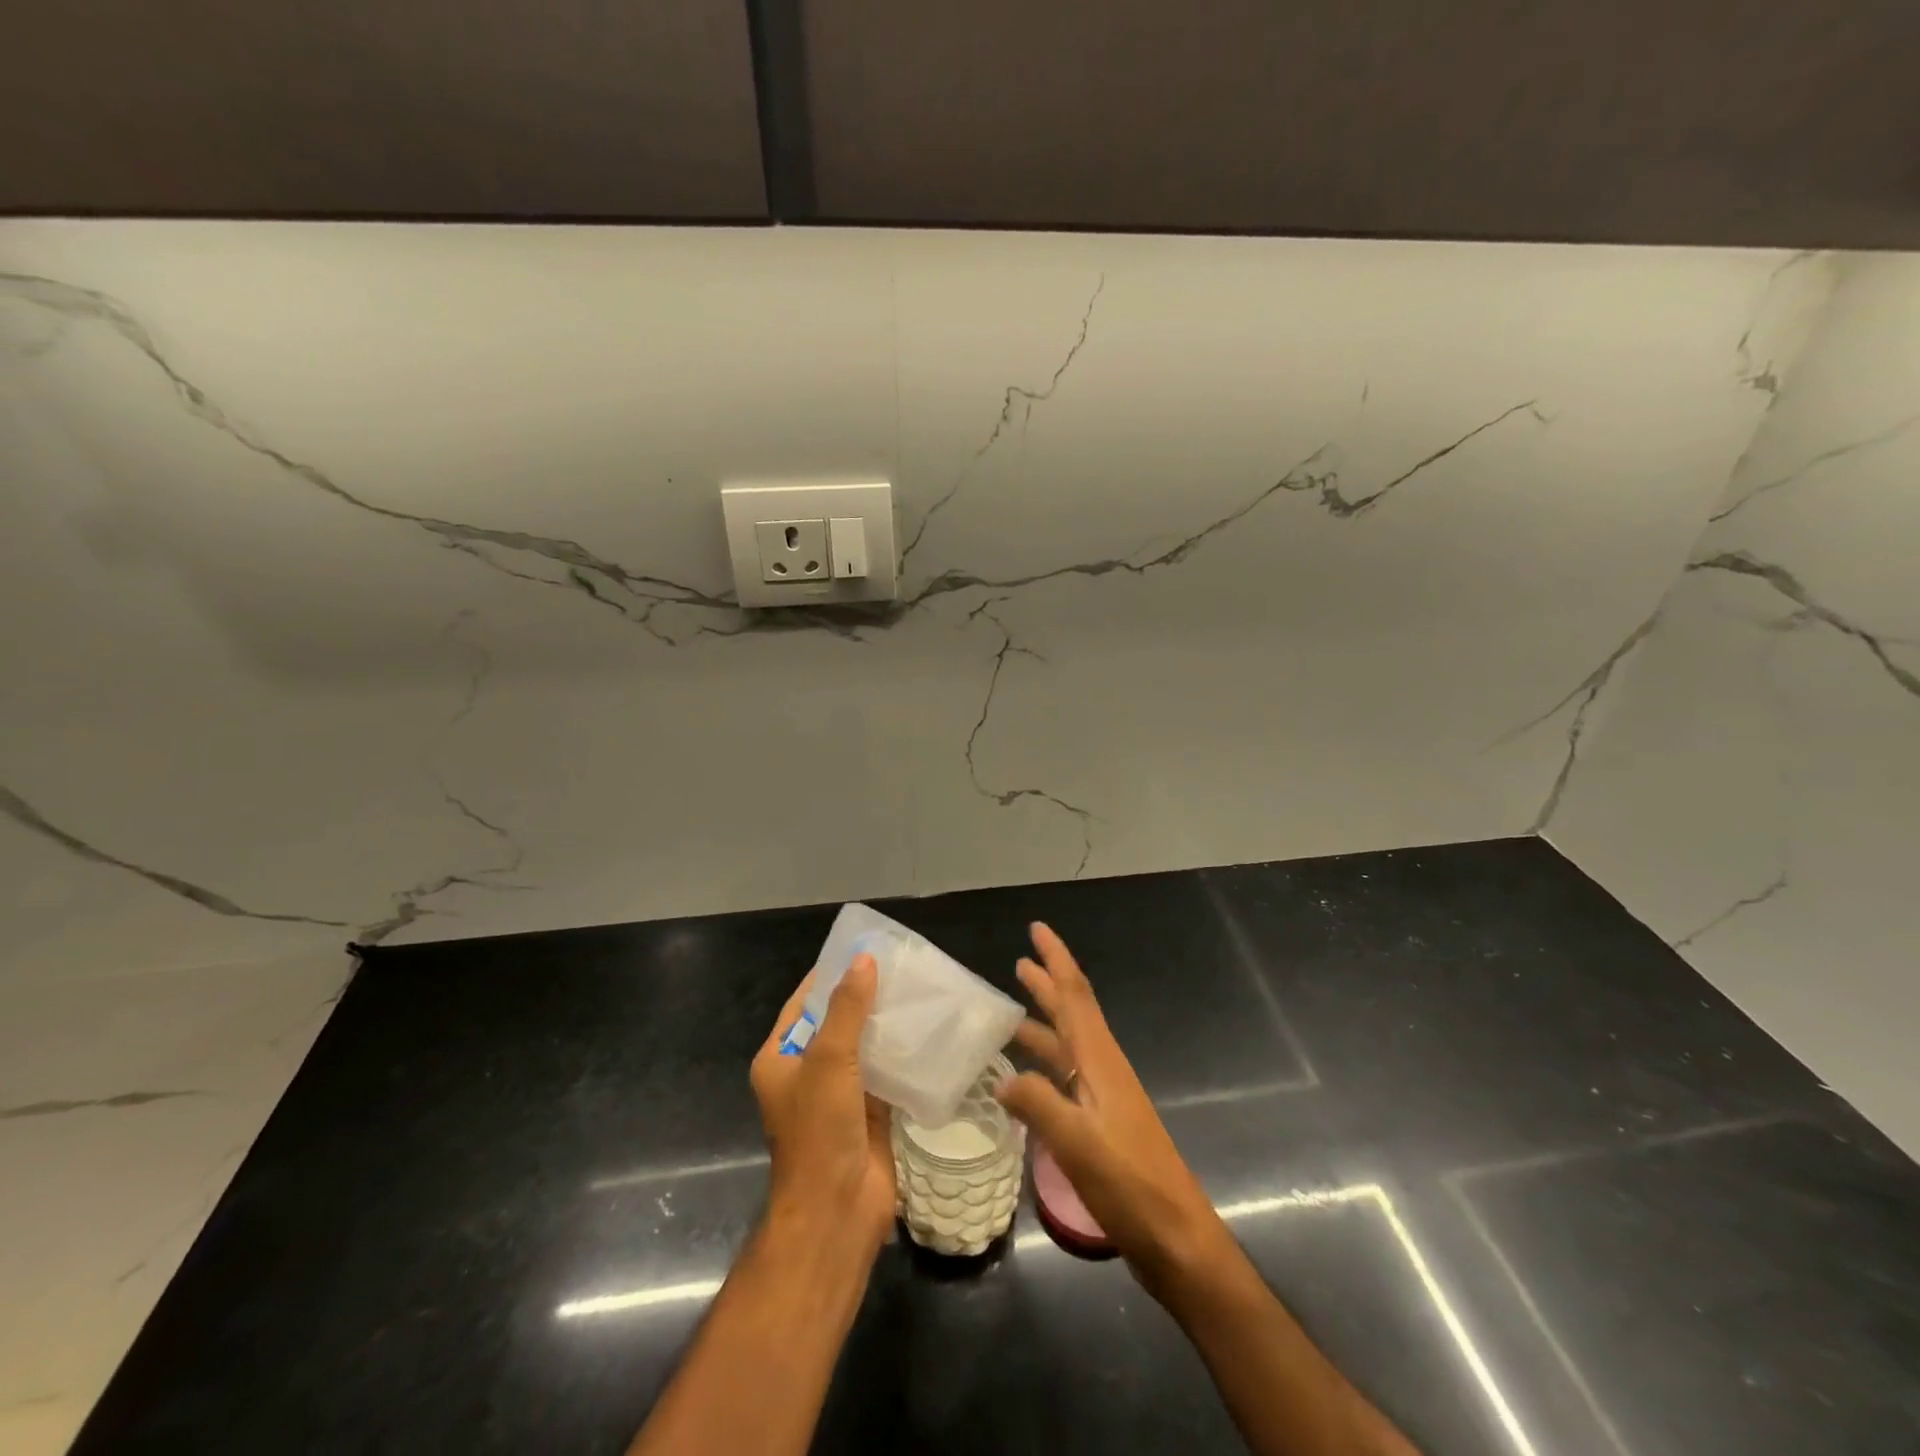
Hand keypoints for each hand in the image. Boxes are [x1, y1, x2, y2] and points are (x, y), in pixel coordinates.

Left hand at [749, 954, 895, 1255]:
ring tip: (919, 990)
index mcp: (780, 1059)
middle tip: (901, 966)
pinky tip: (928, 1030)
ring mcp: (838, 1094)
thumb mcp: (828, 1060)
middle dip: (864, 997)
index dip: (830, 975)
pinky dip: (902, 1053)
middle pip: (836, 1022)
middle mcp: (806, 1073)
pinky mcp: (869, 1111)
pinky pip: (885, 1072)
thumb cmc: (819, 1131)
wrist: (838, 1210)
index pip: (804, 1003)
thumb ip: (846, 1009)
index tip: (863, 949)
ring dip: (885, 1024)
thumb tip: (864, 960)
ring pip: (863, 1046)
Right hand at [997, 923, 1232, 1292]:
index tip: (1037, 929)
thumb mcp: (1078, 1143)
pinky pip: (1067, 1078)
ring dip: (1044, 1023)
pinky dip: (1045, 1065)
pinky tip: (1025, 1079)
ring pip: (1069, 1045)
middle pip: (1073, 1013)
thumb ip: (1038, 1104)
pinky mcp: (1103, 1125)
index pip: (1075, 995)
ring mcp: (1105, 1098)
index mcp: (1100, 1062)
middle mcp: (1104, 1069)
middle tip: (1019, 961)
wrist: (1178, 1240)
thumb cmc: (1132, 1185)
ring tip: (1011, 1012)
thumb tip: (1001, 1077)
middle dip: (1048, 984)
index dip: (1056, 959)